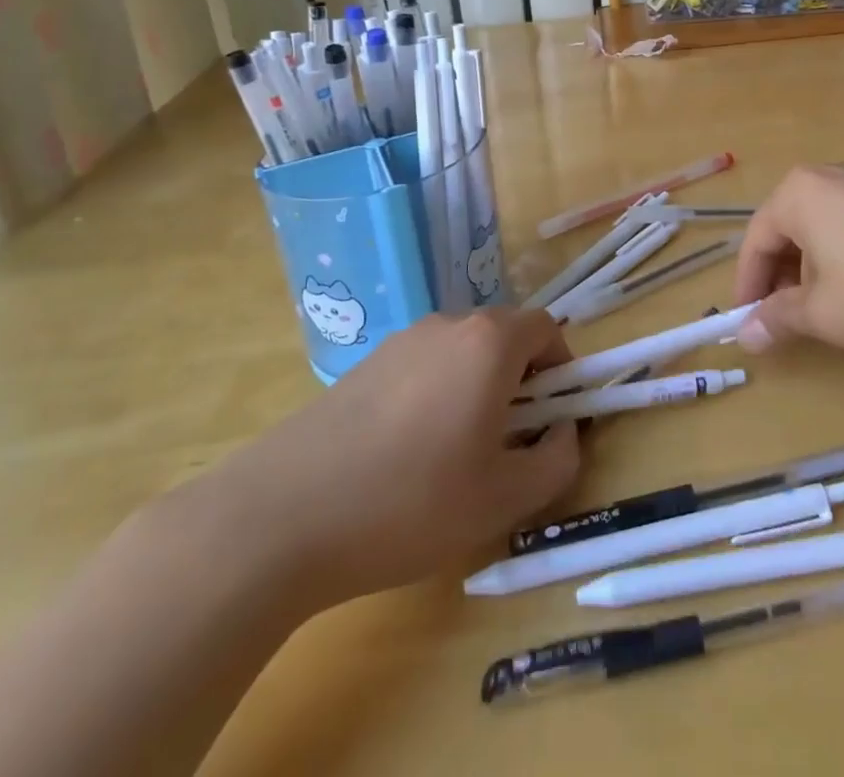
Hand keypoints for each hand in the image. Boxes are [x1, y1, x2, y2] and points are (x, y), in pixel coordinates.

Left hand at [191, 308, 578, 610]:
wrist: (281, 517)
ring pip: (461, 354)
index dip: (562, 368)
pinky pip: (422, 368)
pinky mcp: (363, 366)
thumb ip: (556, 460)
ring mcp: (400, 341)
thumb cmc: (411, 502)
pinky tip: (406, 456)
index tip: (552, 418)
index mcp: (488, 342)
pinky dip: (436, 396)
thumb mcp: (504, 498)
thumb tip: (562, 432)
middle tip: (509, 443)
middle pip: (503, 337)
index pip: (546, 327)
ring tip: (456, 456)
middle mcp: (447, 325)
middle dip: (521, 381)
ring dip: (477, 389)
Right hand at [731, 163, 843, 359]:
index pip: (757, 239)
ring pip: (824, 229)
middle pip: (789, 229)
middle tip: (788, 322)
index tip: (747, 323)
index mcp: (800, 193)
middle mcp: (832, 177)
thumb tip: (745, 334)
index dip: (748, 285)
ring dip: (815, 272)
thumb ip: (778, 319)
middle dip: (783, 278)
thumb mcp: (825, 314)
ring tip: (831, 314)